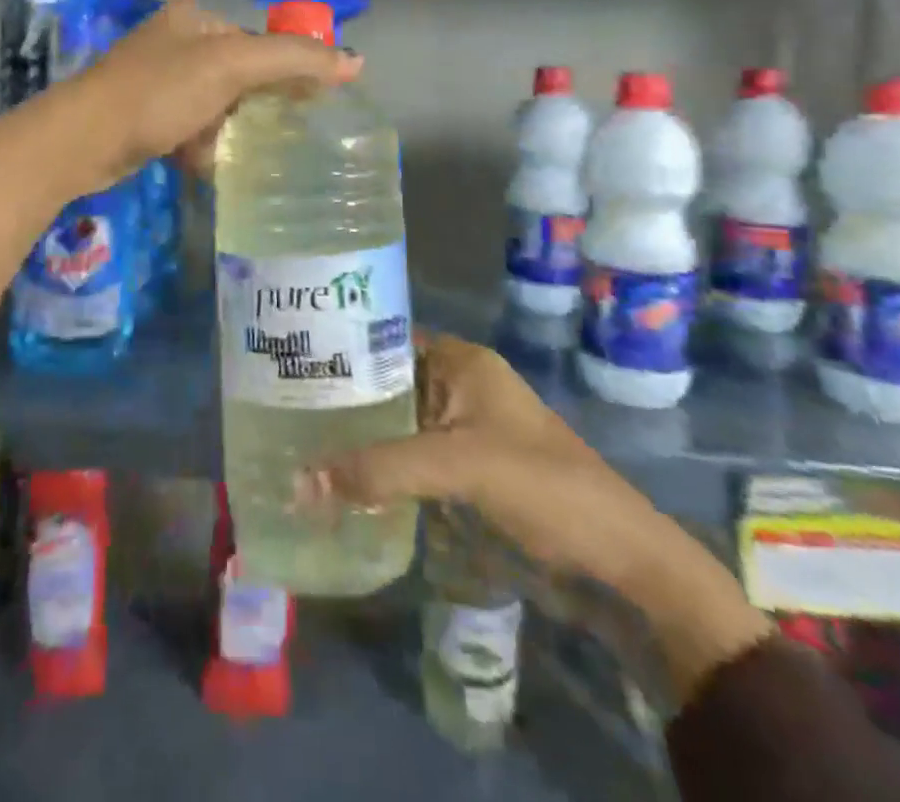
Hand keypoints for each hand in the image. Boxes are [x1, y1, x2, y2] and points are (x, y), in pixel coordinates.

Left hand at [54, 0, 361, 193]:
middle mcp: (175, 43)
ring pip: (216, 107)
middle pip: (239, 75)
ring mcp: (156, 81)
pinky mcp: (144, 117)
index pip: (260, 41)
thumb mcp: (230, 67)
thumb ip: (294, 60)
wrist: (82, 140)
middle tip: (277, 136)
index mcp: (195, 19)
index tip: (310, 106)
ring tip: (236, 154)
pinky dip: (200, 147)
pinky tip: (200, 163)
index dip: (289, 71)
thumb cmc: (158, 93)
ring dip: (228, 132)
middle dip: (256, 108)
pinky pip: (190, 130)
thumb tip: (356, 61)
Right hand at [302, 334, 773, 704]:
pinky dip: (378, 466)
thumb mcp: (458, 467)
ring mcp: (462, 430)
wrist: (620, 563)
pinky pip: (408, 458)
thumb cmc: (543, 488)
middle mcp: (458, 385)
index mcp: (461, 362)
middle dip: (341, 397)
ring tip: (297, 441)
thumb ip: (379, 470)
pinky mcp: (465, 471)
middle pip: (386, 382)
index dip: (340, 346)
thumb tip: (298, 482)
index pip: (386, 337)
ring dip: (357, 435)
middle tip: (280, 405)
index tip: (290, 360)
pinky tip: (339, 478)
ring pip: (395, 423)